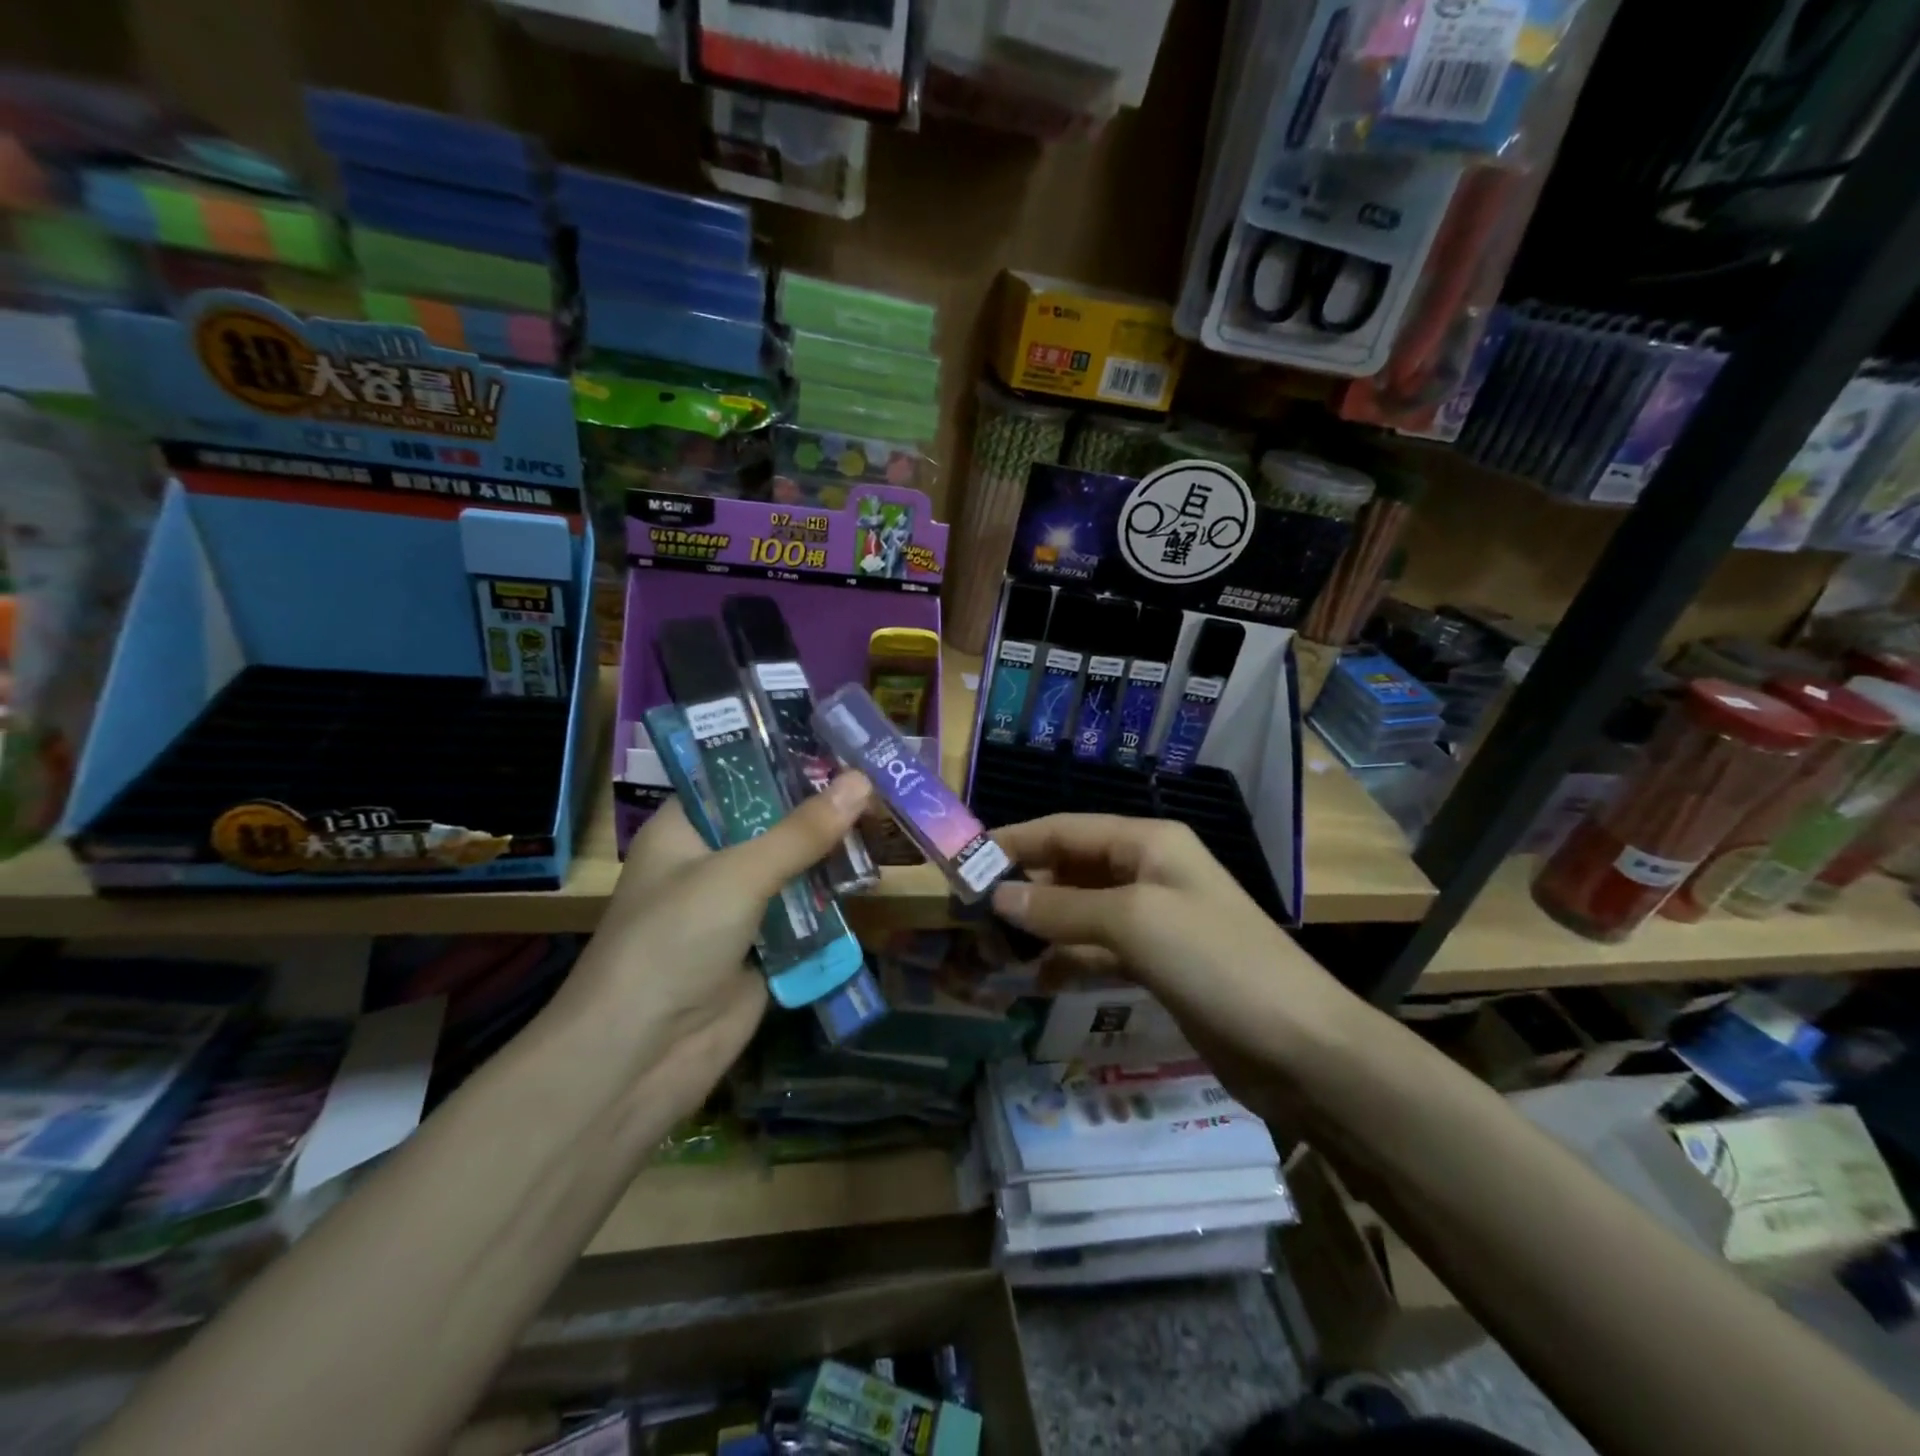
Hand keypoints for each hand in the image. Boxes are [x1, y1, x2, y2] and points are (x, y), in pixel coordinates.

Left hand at [544, 773, 872, 1107]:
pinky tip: (873, 878)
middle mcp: (711, 863)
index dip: (786, 762)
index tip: (840, 747)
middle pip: (774, 825)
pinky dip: (833, 902)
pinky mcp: (763, 950)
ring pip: (795, 870)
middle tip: (880, 783)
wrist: (643, 1056)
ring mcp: (738, 909)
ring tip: (888, 822)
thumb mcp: (739, 874)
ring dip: (833, 856)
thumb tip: (861, 780)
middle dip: (822, 810)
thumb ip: (802, 831)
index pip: (738, 779)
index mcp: (686, 830)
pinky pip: (805, 915)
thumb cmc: (674, 941)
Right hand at [989, 815, 1358, 1114]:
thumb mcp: (1133, 922)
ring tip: (994, 950)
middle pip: (1072, 869)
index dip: (1015, 841)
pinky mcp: (1158, 964)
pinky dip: (1068, 960)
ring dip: (1041, 927)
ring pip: (1082, 912)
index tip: (965, 863)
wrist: (1300, 1048)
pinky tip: (1038, 980)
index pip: (1066, 829)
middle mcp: (1149, 872)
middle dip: (1025, 888)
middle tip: (971, 916)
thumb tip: (998, 895)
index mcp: (1148, 842)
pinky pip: (1099, 951)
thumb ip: (1062, 907)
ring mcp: (1155, 920)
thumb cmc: (1215, 962)